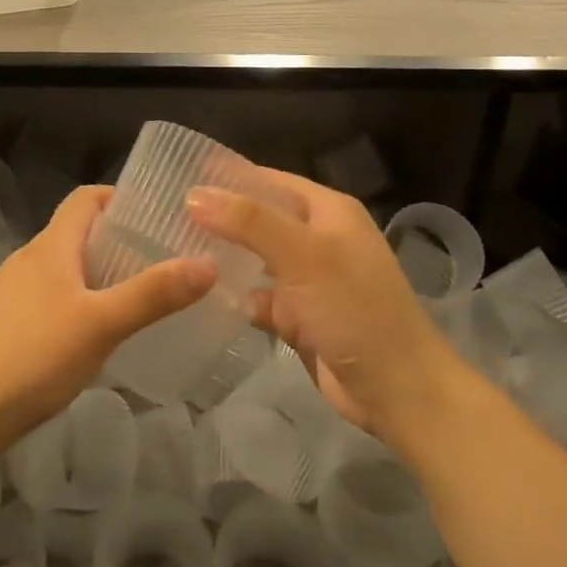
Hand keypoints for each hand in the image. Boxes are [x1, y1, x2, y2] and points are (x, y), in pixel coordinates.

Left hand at [0, 186, 214, 450]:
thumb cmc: (36, 356)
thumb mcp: (103, 324)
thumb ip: (154, 294)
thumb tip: (208, 263)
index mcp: (50, 246)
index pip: (84, 198)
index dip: (118, 197)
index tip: (155, 215)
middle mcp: (28, 258)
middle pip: (76, 231)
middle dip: (116, 239)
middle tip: (159, 259)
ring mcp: (12, 291)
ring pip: (63, 266)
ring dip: (98, 271)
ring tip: (135, 295)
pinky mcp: (4, 322)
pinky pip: (50, 295)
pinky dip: (77, 299)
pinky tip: (94, 332)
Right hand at [185, 170, 460, 450]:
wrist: (399, 392)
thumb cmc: (354, 309)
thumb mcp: (302, 254)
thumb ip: (249, 221)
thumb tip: (193, 194)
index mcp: (328, 211)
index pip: (270, 180)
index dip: (229, 176)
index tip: (180, 174)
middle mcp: (319, 239)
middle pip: (261, 218)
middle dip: (222, 217)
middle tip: (168, 214)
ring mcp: (311, 280)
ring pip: (258, 259)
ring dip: (227, 257)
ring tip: (176, 250)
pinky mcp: (303, 317)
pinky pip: (263, 298)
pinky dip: (240, 297)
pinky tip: (205, 297)